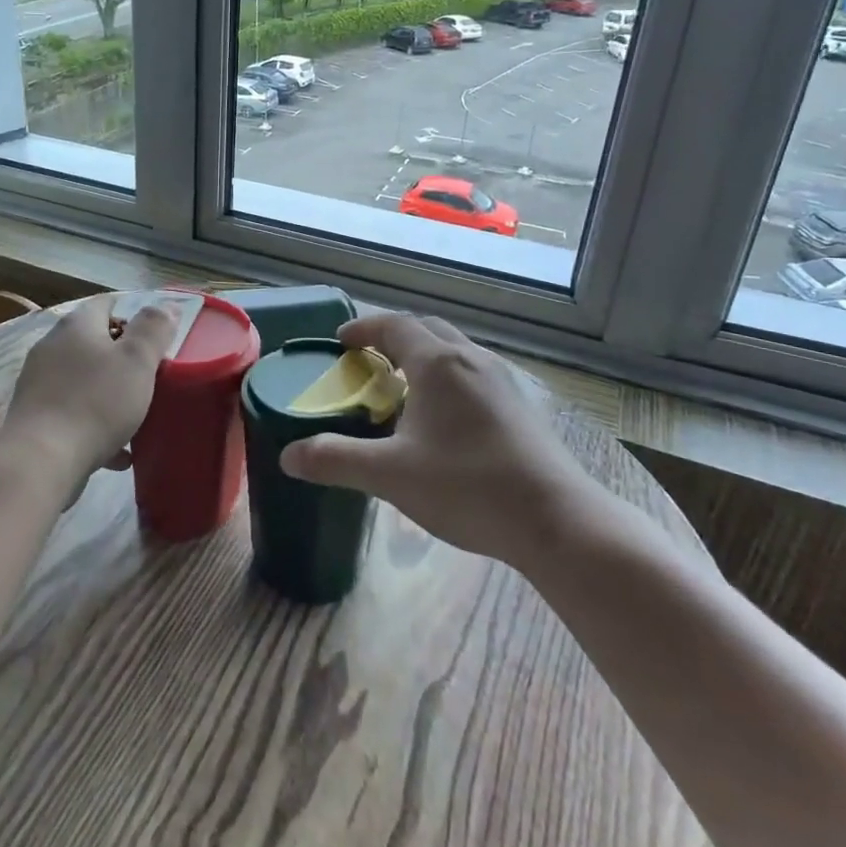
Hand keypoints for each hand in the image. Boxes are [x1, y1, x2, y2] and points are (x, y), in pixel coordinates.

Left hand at [3, 294, 175, 492]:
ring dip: (110, 393)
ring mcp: (39, 383)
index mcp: (76, 326)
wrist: (41, 461)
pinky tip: (118, 452)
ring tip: (137, 416)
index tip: (155, 339)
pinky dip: (96, 425)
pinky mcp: (35, 418)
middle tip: (150, 377)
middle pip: (93, 342)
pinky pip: (73, 413)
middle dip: (122, 358)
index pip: (105, 304)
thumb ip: (153, 330)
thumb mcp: (137, 361)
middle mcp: (52, 347)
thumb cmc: (96, 402)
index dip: (132, 315)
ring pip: (84, 380)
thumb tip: (166, 307)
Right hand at [281, 314, 606, 566]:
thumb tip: (288, 456)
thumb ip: (335, 460)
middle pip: (427, 330)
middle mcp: (472, 359)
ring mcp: (503, 381)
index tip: (340, 341)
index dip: (363, 328)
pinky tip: (445, 418)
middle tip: (368, 360)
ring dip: (424, 355)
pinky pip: (475, 373)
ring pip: (455, 350)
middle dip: (393, 336)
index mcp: (439, 363)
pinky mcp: (522, 406)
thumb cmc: (468, 487)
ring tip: (403, 386)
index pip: (394, 325)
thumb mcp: (390, 475)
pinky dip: (449, 377)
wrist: (557, 521)